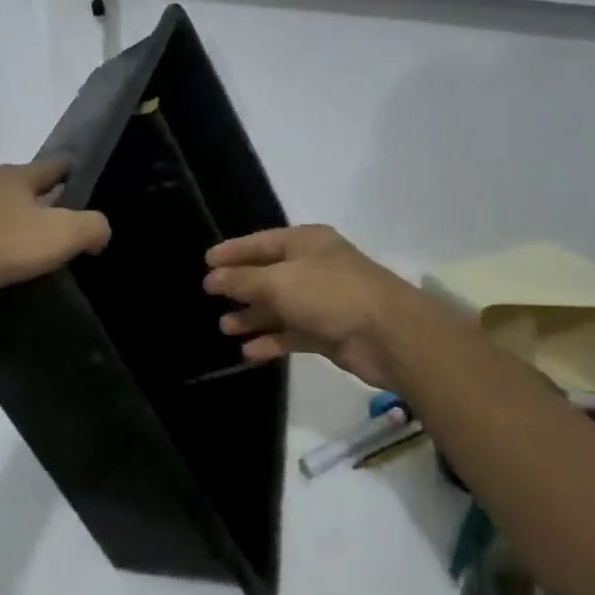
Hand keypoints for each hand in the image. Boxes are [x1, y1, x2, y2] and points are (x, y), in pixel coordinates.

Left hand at [0, 159, 109, 312]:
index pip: (56, 165)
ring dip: (15, 227)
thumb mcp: (59, 235)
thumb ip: (91, 227)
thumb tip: (100, 231)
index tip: (90, 191)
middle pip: (26, 188)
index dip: (75, 174)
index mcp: (18, 176)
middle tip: (65, 231)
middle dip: (45, 204)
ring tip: (31, 254)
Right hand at [204, 225, 420, 388]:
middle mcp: (313, 267)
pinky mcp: (328, 331)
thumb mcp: (279, 282)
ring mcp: (322, 300)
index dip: (233, 251)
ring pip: (279, 306)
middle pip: (268, 274)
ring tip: (224, 327)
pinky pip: (292, 333)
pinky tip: (248, 352)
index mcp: (305, 242)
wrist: (389, 335)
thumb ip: (243, 280)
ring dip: (253, 316)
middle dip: (240, 287)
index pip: (261, 242)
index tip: (205, 262)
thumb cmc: (330, 294)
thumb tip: (212, 277)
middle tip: (210, 297)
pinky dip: (271, 340)